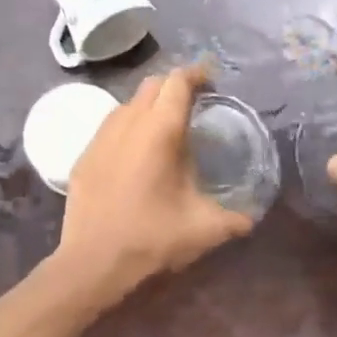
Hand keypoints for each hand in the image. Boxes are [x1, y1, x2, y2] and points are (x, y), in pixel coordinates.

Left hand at [56, 65, 254, 298]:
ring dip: (149, 105)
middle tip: (193, 103)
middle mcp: (128, 123)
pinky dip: (128, 126)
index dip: (196, 73)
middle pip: (152, 85)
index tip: (211, 78)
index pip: (178, 82)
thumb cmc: (152, 237)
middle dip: (174, 86)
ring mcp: (101, 137)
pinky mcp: (84, 155)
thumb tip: (252, 217)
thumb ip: (234, 218)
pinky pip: (110, 126)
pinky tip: (136, 152)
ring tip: (165, 127)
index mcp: (160, 130)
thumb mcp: (204, 229)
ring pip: (128, 103)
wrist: (93, 262)